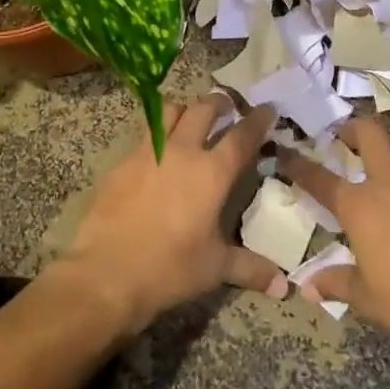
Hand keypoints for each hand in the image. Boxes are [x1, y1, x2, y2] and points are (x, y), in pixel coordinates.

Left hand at [56, 94, 286, 335]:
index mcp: (212, 172)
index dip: (258, 120)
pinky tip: (157, 156)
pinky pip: (144, 136)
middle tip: (227, 109)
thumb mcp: (214, 268)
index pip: (242, 136)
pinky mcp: (122, 162)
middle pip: (204, 109)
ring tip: (190, 121)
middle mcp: (182, 151)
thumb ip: (250, 267)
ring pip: (170, 111)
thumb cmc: (169, 269)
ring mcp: (148, 152)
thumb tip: (283, 285)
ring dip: (185, 110)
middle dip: (219, 103)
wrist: (106, 273)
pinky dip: (157, 136)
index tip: (267, 109)